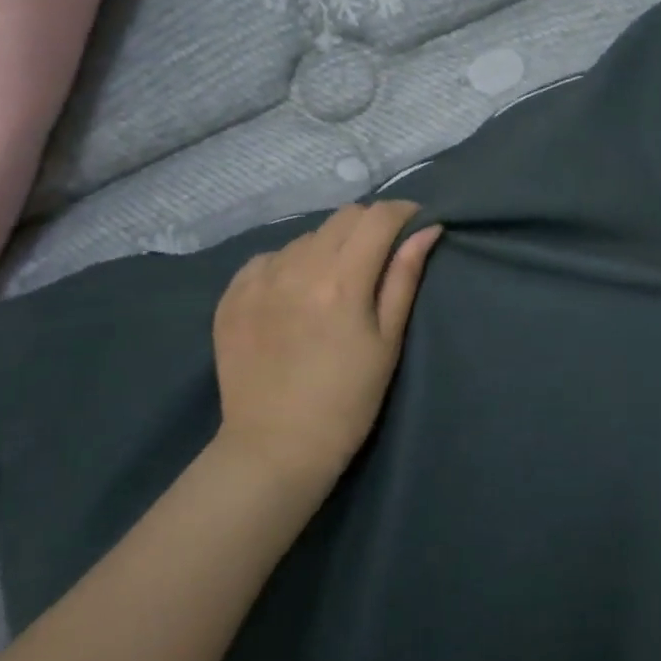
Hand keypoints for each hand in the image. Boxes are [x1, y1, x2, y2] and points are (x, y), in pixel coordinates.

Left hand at [213, 201, 442, 491]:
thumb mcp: (387, 341)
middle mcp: (297, 268)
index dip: (403, 212)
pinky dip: (290, 265)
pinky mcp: (232, 294)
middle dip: (369, 226)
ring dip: (330, 247)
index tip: (415, 223)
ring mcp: (259, 279)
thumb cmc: (347, 401)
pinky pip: (270, 257)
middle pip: (343, 217)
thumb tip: (428, 229)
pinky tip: (295, 295)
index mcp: (342, 281)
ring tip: (334, 282)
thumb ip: (404, 277)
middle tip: (379, 255)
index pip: (378, 217)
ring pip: (307, 236)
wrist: (275, 448)